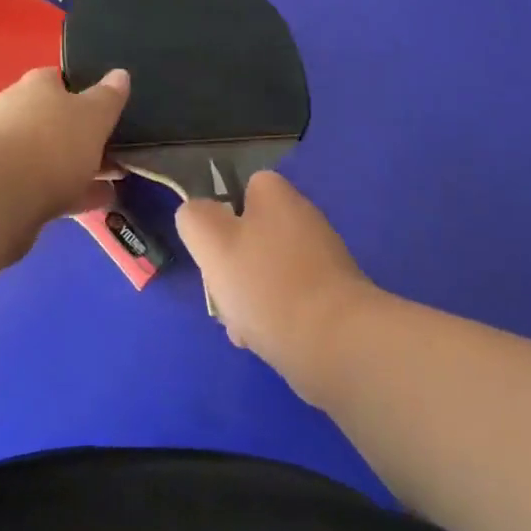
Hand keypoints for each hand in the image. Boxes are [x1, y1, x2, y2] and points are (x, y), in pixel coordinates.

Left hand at [0, 67, 128, 224]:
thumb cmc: (50, 142)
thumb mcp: (93, 115)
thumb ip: (108, 97)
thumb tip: (120, 74)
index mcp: (37, 87)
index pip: (60, 80)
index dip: (84, 91)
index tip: (108, 108)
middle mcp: (16, 113)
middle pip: (55, 121)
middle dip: (83, 135)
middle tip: (118, 149)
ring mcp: (5, 154)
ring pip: (50, 157)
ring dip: (79, 168)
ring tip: (115, 182)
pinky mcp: (2, 191)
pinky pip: (45, 188)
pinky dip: (70, 194)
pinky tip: (96, 205)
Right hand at [176, 173, 378, 394]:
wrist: (335, 343)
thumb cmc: (266, 284)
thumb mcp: (211, 241)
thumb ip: (195, 218)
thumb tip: (198, 214)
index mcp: (278, 196)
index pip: (246, 187)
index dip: (223, 214)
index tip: (213, 246)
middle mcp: (304, 220)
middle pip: (252, 236)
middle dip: (232, 267)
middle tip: (224, 294)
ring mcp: (323, 261)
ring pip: (267, 272)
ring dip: (248, 298)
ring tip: (242, 327)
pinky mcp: (334, 299)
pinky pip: (290, 301)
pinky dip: (274, 318)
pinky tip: (264, 341)